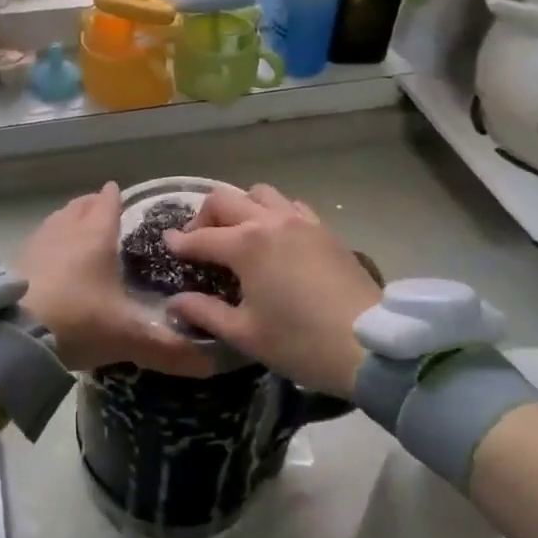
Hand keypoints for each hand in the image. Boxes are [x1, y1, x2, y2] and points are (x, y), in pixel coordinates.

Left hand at [18, 183, 213, 377]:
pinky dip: (50, 244)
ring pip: (57, 220)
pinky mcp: (16, 262)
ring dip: (69, 220)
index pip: (108, 202)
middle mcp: (66, 230)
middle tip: (104, 212)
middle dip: (92, 205)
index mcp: (96, 235)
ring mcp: (37, 243)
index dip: (116, 197)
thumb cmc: (78, 320)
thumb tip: (213, 363)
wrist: (14, 335)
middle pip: (80, 205)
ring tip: (79, 232)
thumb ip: (169, 349)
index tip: (123, 196)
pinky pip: (39, 241)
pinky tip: (51, 262)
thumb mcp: (128, 336)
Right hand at [163, 184, 377, 396]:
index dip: (180, 243)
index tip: (166, 244)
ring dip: (241, 207)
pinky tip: (276, 238)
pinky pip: (291, 206)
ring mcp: (300, 221)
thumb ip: (205, 313)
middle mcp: (270, 222)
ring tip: (239, 234)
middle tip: (201, 241)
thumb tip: (176, 303)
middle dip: (205, 216)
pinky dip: (274, 212)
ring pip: (260, 193)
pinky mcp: (324, 229)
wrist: (371, 344)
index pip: (201, 238)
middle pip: (226, 200)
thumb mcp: (245, 333)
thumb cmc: (300, 342)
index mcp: (246, 245)